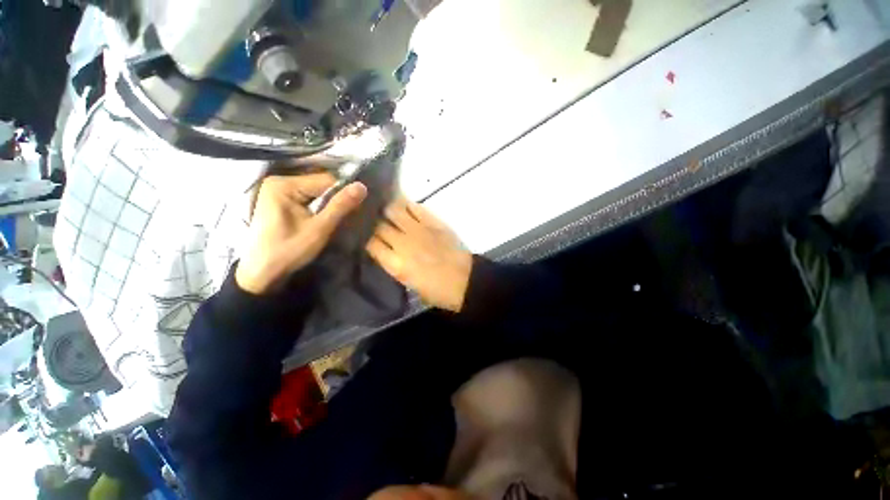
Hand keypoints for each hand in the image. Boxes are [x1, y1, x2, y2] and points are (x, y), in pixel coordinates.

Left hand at [236, 173, 366, 294]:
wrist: (262, 272)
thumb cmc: (289, 250)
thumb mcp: (319, 228)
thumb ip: (341, 205)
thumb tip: (362, 186)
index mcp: (284, 184)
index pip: (326, 180)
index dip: (344, 193)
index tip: (356, 208)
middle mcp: (279, 181)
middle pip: (320, 184)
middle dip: (335, 198)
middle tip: (348, 215)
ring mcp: (278, 190)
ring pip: (315, 192)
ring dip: (329, 203)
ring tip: (337, 218)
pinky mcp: (279, 200)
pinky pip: (307, 198)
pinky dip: (319, 207)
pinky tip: (324, 218)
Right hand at [366, 199, 471, 311]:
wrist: (465, 281)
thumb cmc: (437, 290)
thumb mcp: (409, 283)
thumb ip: (395, 265)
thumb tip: (386, 251)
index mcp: (396, 264)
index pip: (371, 244)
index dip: (366, 239)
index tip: (366, 237)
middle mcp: (403, 243)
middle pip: (379, 225)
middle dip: (374, 223)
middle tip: (373, 220)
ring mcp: (418, 230)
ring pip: (394, 210)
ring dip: (388, 209)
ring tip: (386, 208)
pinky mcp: (433, 222)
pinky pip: (415, 207)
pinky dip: (407, 205)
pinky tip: (404, 207)